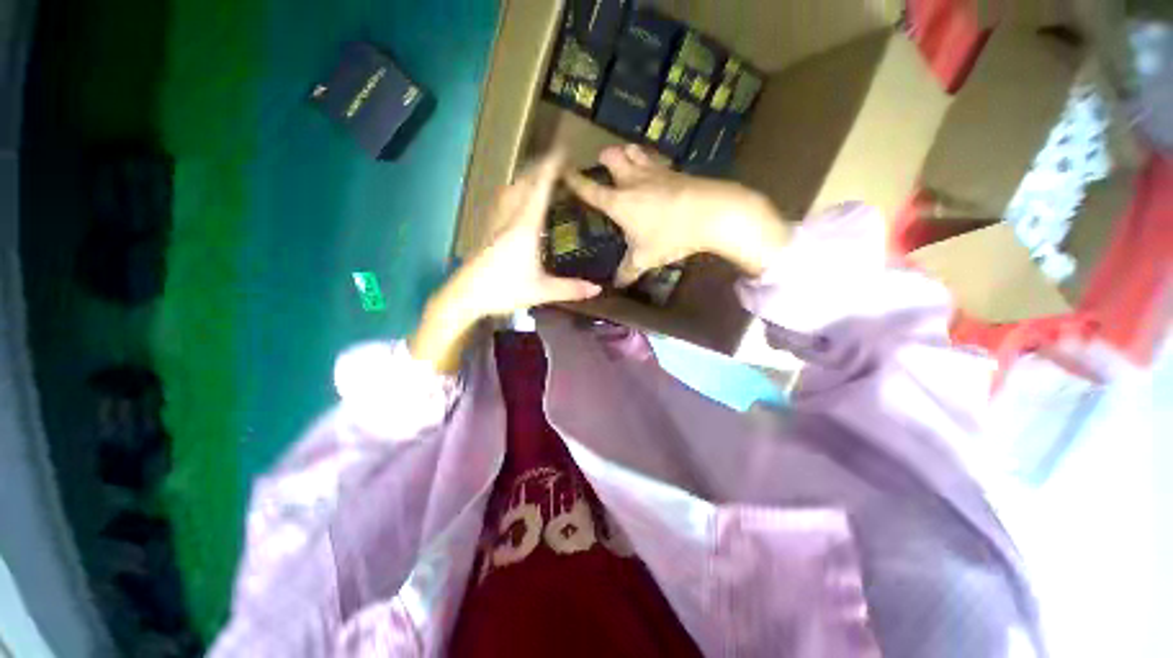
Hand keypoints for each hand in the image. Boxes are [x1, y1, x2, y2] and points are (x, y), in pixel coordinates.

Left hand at [409, 151, 600, 371]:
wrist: (466, 296)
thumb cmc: (504, 290)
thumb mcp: (541, 291)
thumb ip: (570, 288)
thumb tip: (597, 288)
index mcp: (525, 226)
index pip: (539, 188)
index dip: (551, 167)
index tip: (563, 152)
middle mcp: (510, 218)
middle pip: (524, 183)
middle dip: (539, 168)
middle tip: (557, 164)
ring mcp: (496, 223)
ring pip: (510, 190)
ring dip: (525, 178)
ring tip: (539, 177)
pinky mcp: (487, 231)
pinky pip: (502, 202)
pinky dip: (514, 193)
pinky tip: (515, 200)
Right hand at [564, 144, 790, 284]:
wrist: (711, 213)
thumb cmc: (670, 236)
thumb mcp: (645, 259)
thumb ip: (628, 271)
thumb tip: (617, 284)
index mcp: (618, 202)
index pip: (590, 190)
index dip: (575, 181)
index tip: (564, 172)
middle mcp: (632, 181)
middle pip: (613, 157)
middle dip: (604, 156)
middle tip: (602, 162)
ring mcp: (655, 172)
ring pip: (635, 151)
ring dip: (627, 153)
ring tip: (626, 159)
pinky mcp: (675, 171)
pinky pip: (656, 160)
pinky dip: (650, 160)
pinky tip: (655, 170)